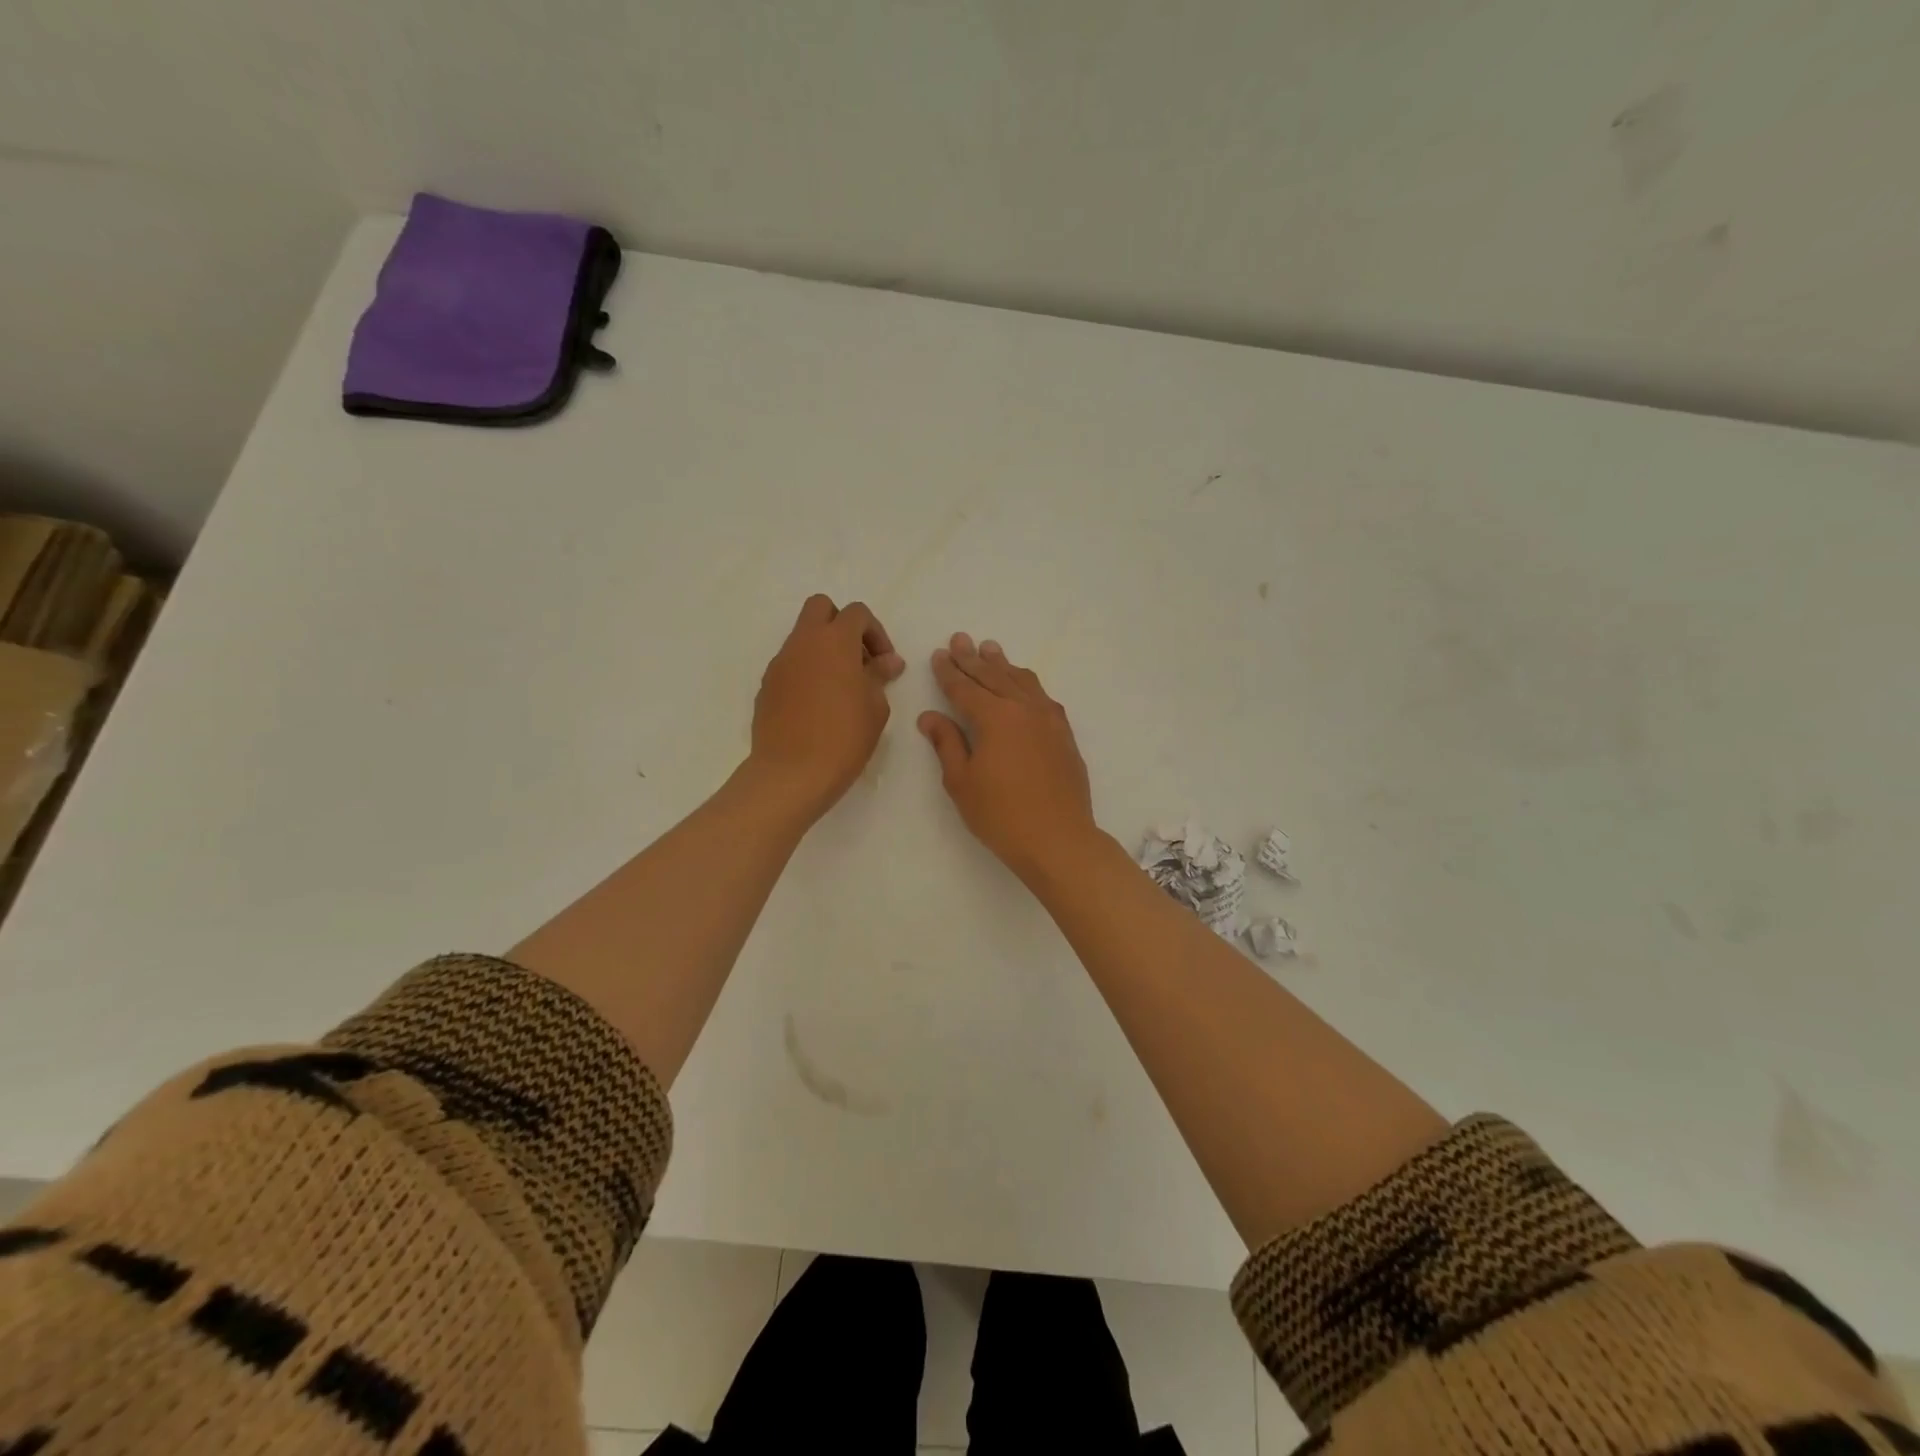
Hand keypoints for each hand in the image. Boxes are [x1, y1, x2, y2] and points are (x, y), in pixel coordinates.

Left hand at [750, 595, 905, 820]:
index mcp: (834, 641)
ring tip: (841, 688)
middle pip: (820, 608)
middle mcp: (803, 643)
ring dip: (823, 650)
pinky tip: (818, 706)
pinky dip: (807, 672)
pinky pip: (790, 665)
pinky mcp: (767, 686)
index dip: (875, 632)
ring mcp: (780, 663)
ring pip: (802, 637)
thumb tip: (888, 661)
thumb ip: (879, 676)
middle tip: (858, 659)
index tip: (884, 663)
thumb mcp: (875, 706)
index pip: (856, 613)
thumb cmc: (844, 737)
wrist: (792, 773)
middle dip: (842, 625)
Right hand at [919, 633, 1099, 881]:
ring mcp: (1049, 720)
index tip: (939, 655)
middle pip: (993, 676)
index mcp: (994, 717)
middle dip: (973, 658)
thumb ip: (947, 743)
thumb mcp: (962, 782)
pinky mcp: (1064, 734)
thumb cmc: (1001, 815)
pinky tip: (1024, 684)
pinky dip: (1028, 684)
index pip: (965, 688)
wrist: (1059, 839)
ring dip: (1003, 664)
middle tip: (960, 639)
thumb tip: (929, 716)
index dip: (949, 672)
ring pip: (1022, 681)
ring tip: (991, 649)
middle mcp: (1023, 709)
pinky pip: (1043, 697)